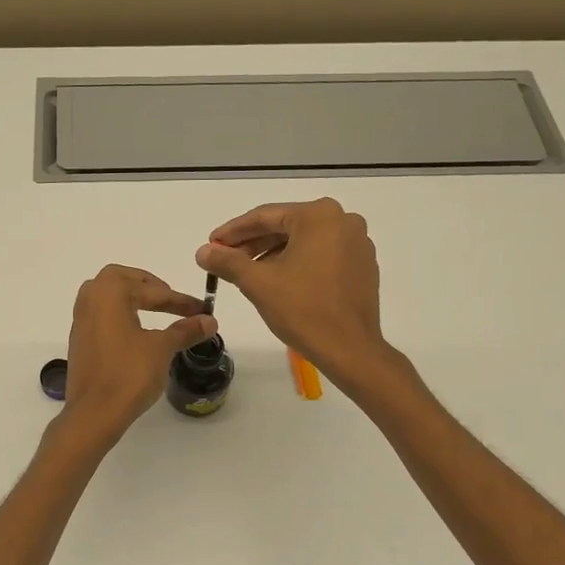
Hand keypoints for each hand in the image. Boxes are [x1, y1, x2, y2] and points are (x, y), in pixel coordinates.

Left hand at [63, 265, 217, 443]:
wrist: (94, 413)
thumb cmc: (129, 374)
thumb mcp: (162, 349)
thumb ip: (185, 330)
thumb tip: (209, 320)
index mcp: (109, 292)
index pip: (152, 290)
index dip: (180, 300)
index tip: (202, 309)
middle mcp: (90, 300)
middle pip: (120, 279)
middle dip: (148, 285)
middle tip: (170, 298)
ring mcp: (80, 321)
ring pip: (106, 296)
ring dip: (131, 298)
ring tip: (155, 310)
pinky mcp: (79, 341)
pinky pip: (101, 316)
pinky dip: (120, 315)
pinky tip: (135, 331)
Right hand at [195, 198, 389, 384]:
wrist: (349, 348)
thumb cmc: (303, 309)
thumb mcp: (257, 283)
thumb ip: (227, 261)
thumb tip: (203, 251)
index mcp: (319, 216)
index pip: (265, 216)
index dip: (233, 231)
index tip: (211, 244)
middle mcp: (342, 220)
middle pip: (286, 226)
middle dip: (252, 243)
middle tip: (224, 258)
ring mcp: (357, 243)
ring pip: (303, 241)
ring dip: (273, 253)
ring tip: (246, 272)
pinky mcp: (362, 265)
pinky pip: (322, 254)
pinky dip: (297, 262)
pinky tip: (278, 280)